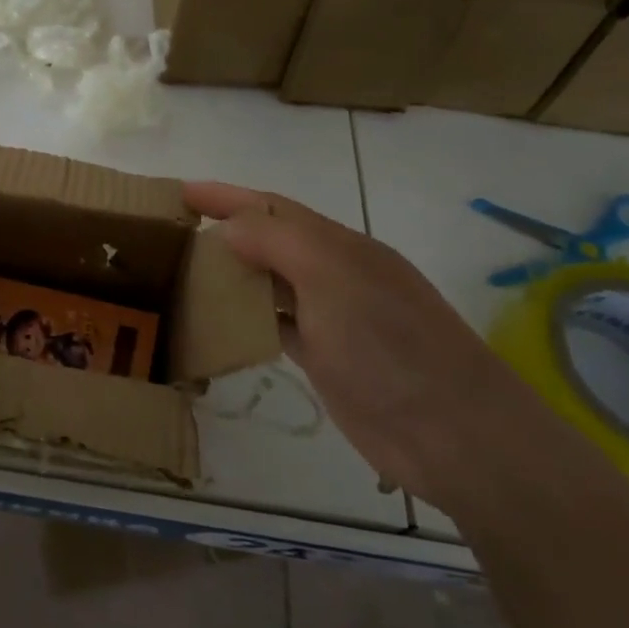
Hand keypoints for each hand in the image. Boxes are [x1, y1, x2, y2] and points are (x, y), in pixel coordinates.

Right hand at [185, 181, 579, 515]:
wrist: (456, 435)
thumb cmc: (391, 345)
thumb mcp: (332, 277)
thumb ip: (278, 241)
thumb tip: (228, 227)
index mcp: (339, 245)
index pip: (272, 207)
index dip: (226, 196)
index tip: (179, 192)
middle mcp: (334, 274)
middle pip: (269, 241)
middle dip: (224, 230)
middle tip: (172, 234)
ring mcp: (332, 318)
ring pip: (269, 283)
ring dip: (231, 275)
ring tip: (184, 273)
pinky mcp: (328, 359)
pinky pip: (275, 325)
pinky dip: (246, 319)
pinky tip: (220, 323)